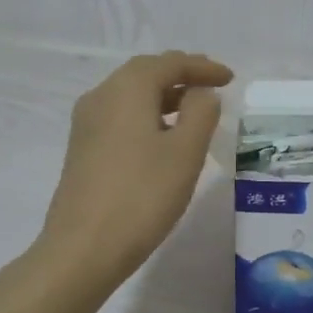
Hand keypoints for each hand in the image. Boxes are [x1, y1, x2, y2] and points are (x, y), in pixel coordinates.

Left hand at [39, 51, 233, 286]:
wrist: (83, 249)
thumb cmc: (142, 196)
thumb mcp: (185, 152)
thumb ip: (201, 113)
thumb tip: (201, 93)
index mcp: (126, 89)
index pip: (170, 63)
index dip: (202, 67)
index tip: (229, 78)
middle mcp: (101, 97)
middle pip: (145, 73)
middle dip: (181, 75)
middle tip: (212, 84)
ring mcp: (87, 124)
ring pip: (131, 95)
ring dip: (164, 95)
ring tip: (194, 109)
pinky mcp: (83, 149)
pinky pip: (121, 116)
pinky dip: (147, 115)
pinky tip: (163, 137)